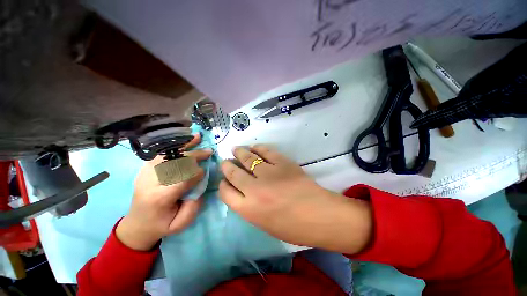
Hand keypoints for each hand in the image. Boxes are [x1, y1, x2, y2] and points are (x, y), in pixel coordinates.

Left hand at [116, 134, 211, 250]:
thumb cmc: (161, 225)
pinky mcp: (145, 169)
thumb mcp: (179, 224)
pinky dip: (174, 146)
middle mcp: (150, 182)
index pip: (181, 179)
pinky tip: (184, 141)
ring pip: (168, 155)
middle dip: (194, 156)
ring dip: (184, 145)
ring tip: (197, 137)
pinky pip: (162, 154)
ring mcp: (145, 173)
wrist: (137, 224)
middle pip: (175, 163)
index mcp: (159, 197)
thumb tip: (200, 184)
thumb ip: (193, 206)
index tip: (205, 171)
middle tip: (208, 151)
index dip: (196, 174)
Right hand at [219, 145, 371, 253]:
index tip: (224, 180)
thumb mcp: (264, 224)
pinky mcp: (282, 163)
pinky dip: (258, 148)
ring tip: (236, 149)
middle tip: (225, 161)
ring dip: (240, 152)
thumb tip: (242, 192)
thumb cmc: (293, 227)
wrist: (320, 215)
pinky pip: (266, 151)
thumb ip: (250, 208)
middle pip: (233, 173)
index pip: (226, 193)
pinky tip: (254, 147)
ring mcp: (269, 173)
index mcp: (249, 209)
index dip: (223, 185)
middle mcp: (254, 189)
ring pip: (248, 158)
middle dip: (227, 166)